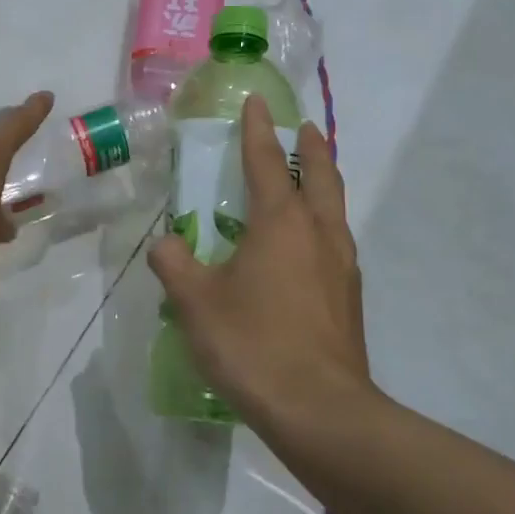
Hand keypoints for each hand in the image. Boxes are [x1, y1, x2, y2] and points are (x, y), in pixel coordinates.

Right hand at [148, 95, 380, 428]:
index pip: (267, 162)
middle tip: (302, 129)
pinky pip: (334, 243)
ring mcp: (341, 266)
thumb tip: (166, 245)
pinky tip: (304, 248)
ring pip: (334, 209)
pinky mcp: (348, 298)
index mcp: (281, 223)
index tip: (257, 103)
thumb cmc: (253, 344)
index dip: (258, 130)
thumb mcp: (195, 302)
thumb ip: (175, 265)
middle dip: (310, 148)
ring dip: (321, 184)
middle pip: (320, 175)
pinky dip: (321, 224)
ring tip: (306, 180)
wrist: (320, 410)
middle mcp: (319, 234)